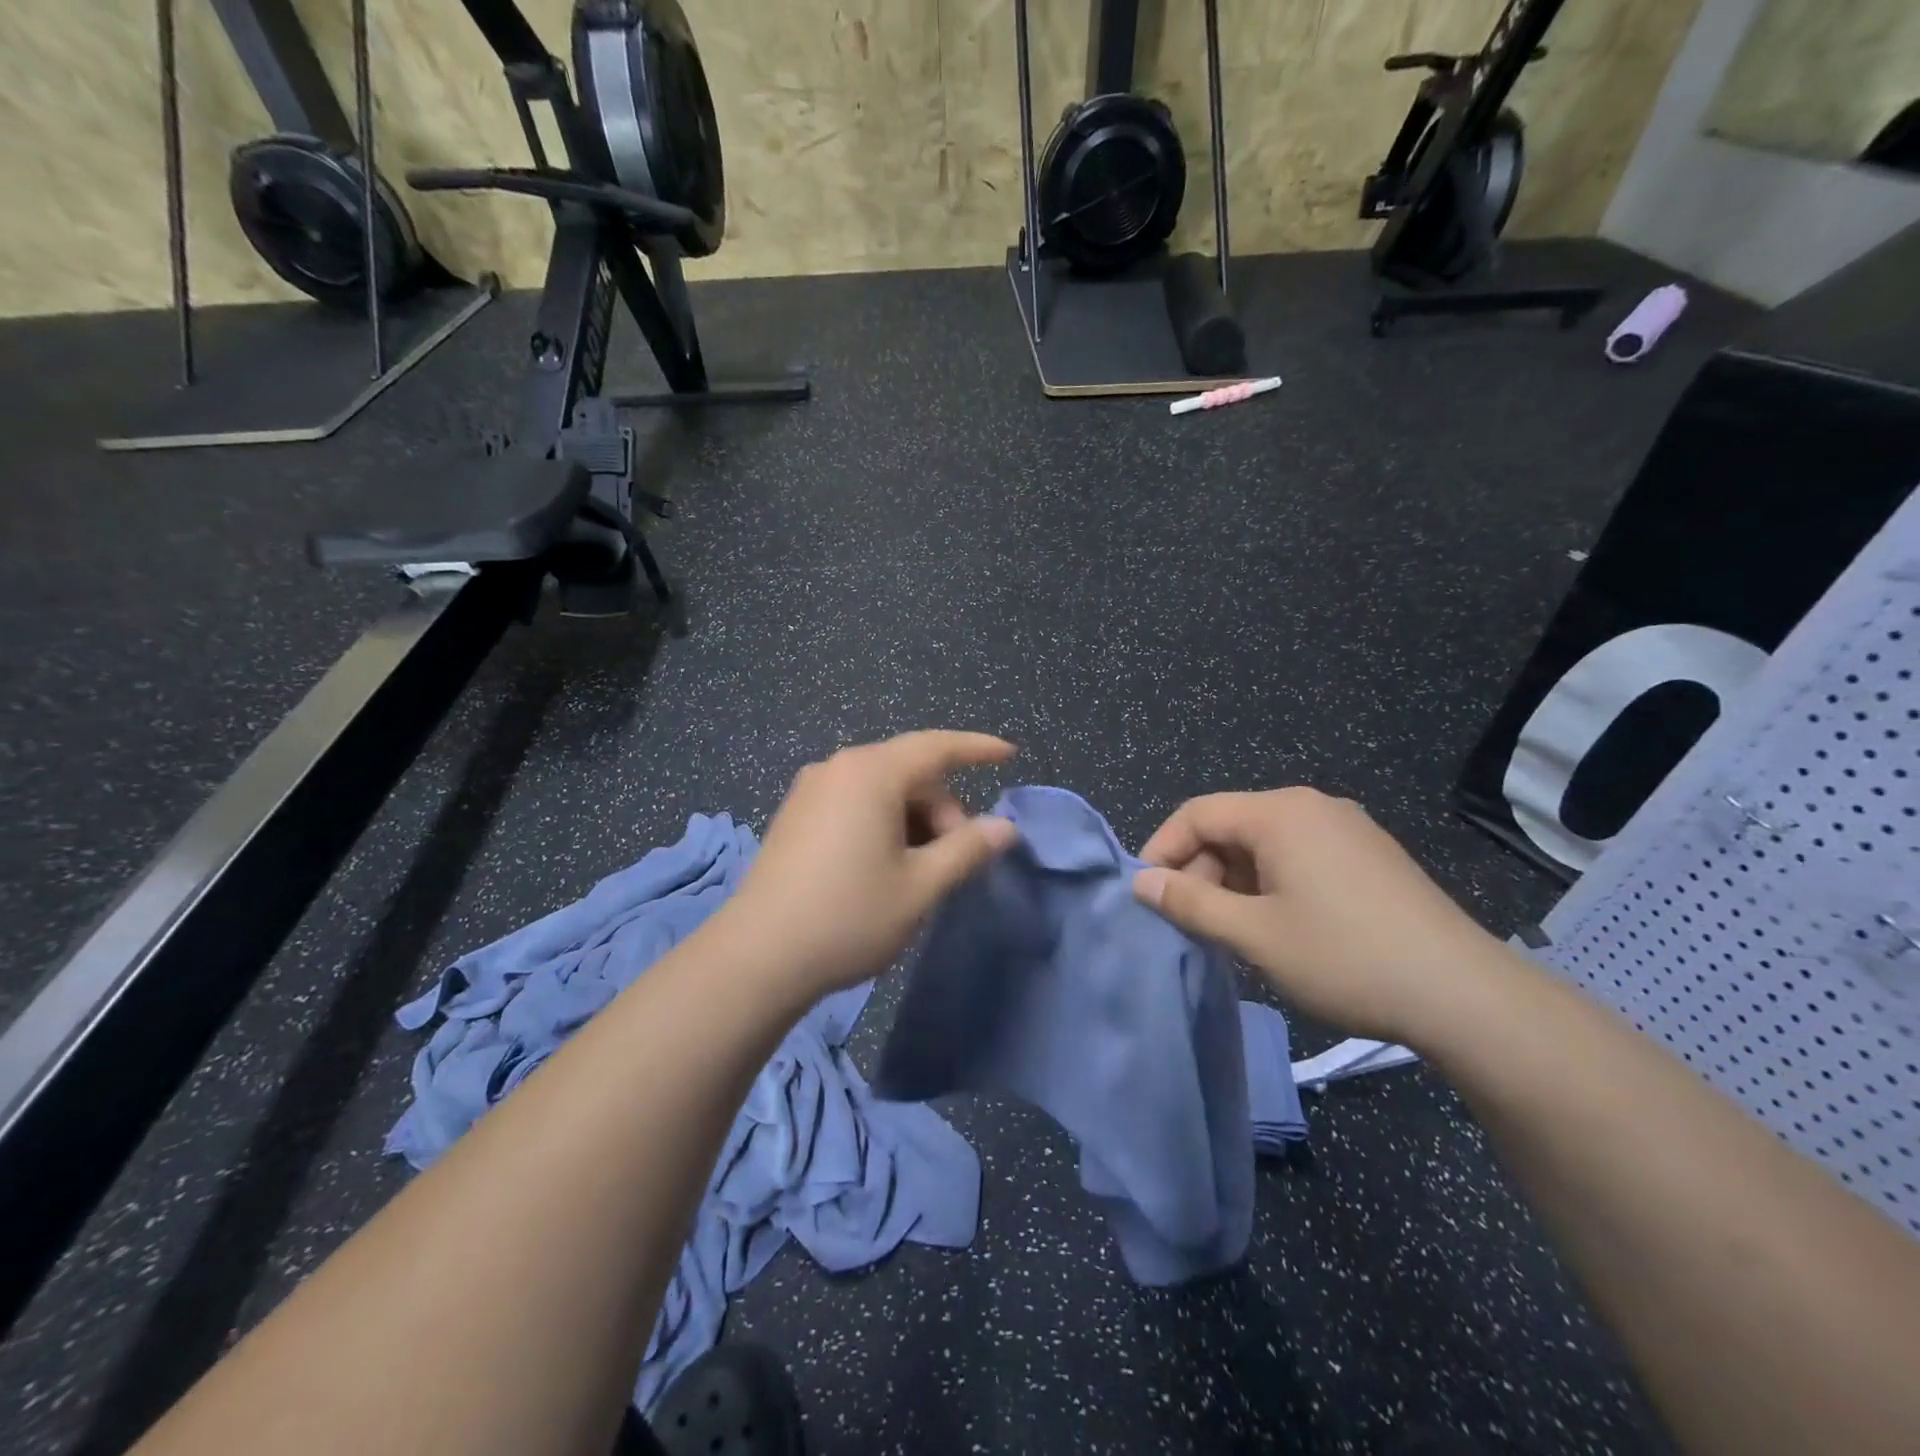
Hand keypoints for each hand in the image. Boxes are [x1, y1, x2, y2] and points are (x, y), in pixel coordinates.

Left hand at [719, 731, 1019, 998]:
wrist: (757, 957)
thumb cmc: (848, 916)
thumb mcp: (920, 886)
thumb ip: (967, 849)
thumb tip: (1005, 827)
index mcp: (870, 773)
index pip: (936, 747)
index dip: (977, 749)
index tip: (1009, 754)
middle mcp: (837, 769)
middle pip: (910, 773)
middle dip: (942, 809)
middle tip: (956, 861)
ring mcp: (810, 791)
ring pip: (882, 791)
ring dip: (913, 821)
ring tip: (921, 872)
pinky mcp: (794, 816)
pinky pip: (854, 804)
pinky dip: (883, 824)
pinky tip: (886, 866)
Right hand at [1132, 788, 1513, 1044]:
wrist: (1465, 996)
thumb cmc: (1345, 957)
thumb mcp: (1254, 935)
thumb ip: (1190, 903)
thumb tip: (1142, 883)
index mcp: (1280, 813)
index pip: (1197, 813)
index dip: (1162, 850)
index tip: (1146, 895)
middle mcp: (1312, 807)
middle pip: (1231, 827)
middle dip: (1201, 871)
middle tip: (1192, 924)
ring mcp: (1347, 830)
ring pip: (1265, 845)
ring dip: (1235, 883)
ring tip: (1232, 934)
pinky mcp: (1371, 856)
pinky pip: (1299, 857)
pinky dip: (1271, 885)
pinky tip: (1278, 928)